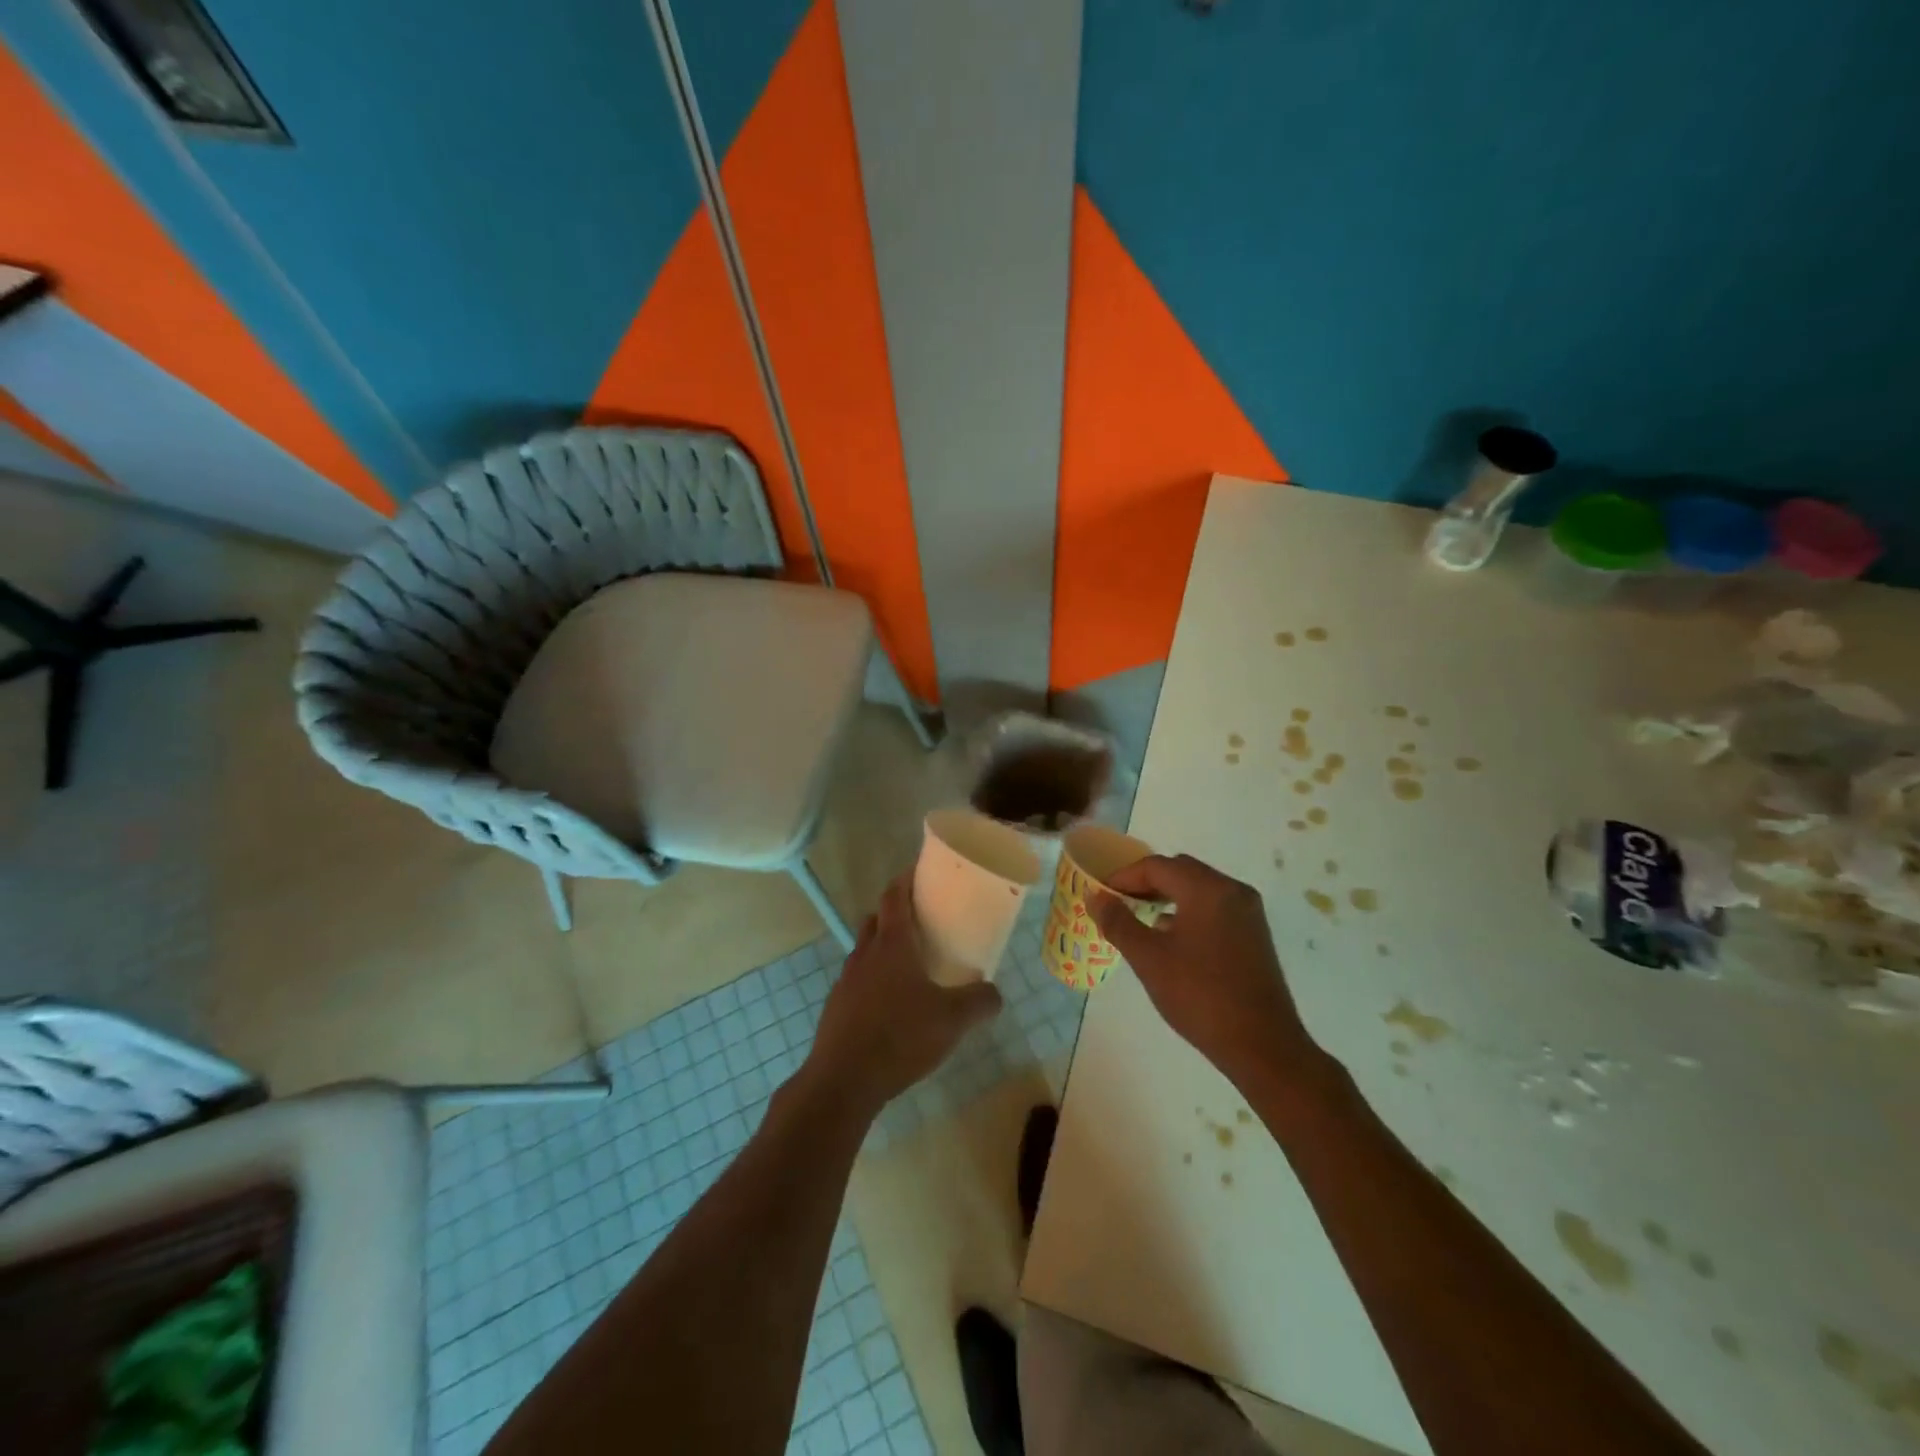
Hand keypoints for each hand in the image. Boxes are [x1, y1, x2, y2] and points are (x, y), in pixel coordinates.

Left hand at [805, 874, 1003, 1116]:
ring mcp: (846, 981)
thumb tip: (995, 992)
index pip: (894, 897)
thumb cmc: (900, 1036)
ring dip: (883, 949)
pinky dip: (873, 981)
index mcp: (892, 944)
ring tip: (909, 966)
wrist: (844, 1080)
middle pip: (876, 920)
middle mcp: (865, 954)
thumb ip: (980, 1001)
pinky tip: (891, 1006)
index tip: (919, 872)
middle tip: (920, 921)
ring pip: (865, 951)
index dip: (905, 880)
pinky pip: (857, 981)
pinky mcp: (836, 1008)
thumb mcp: (953, 1020)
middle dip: (894, 914)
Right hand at [1091, 855, 1319, 1088]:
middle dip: (1146, 883)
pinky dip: (1188, 911)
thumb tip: (1095, 896)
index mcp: (1207, 890)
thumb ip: (1118, 922)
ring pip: (1198, 889)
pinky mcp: (1254, 935)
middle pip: (1180, 871)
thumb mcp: (1149, 959)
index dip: (1123, 878)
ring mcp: (1248, 913)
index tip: (1101, 897)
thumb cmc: (1200, 996)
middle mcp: (1232, 891)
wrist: (1262, 1046)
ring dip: (1167, 897)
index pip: (1157, 867)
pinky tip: (1172, 939)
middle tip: (1119, 905)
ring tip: (1140, 921)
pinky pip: (1214, 907)